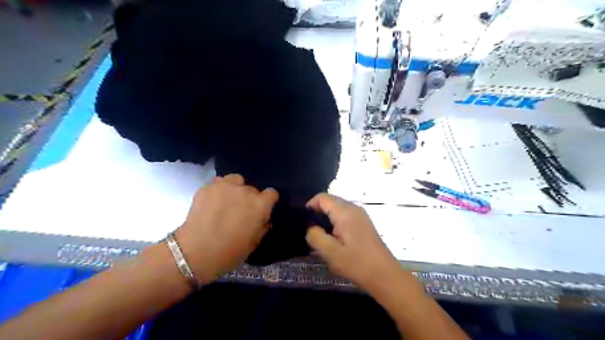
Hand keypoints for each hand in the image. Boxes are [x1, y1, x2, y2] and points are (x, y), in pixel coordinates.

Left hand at [175, 174, 277, 282]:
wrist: (195, 252)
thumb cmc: (229, 252)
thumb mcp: (254, 243)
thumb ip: (262, 227)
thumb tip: (264, 219)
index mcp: (260, 205)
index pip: (272, 193)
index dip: (268, 201)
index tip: (262, 210)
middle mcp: (246, 191)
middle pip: (253, 189)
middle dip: (249, 198)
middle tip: (241, 211)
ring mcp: (226, 186)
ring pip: (236, 180)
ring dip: (235, 189)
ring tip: (227, 201)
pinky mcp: (208, 187)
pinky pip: (219, 182)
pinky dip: (219, 189)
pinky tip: (213, 201)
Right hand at [308, 194, 400, 291]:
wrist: (385, 275)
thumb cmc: (357, 263)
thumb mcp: (330, 252)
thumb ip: (315, 236)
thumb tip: (310, 227)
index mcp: (345, 212)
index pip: (322, 197)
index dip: (310, 206)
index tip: (303, 222)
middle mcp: (353, 208)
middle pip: (330, 201)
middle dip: (317, 213)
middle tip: (311, 232)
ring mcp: (361, 215)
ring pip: (337, 209)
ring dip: (327, 219)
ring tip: (321, 237)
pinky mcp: (364, 223)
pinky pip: (345, 216)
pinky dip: (336, 223)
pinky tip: (335, 240)